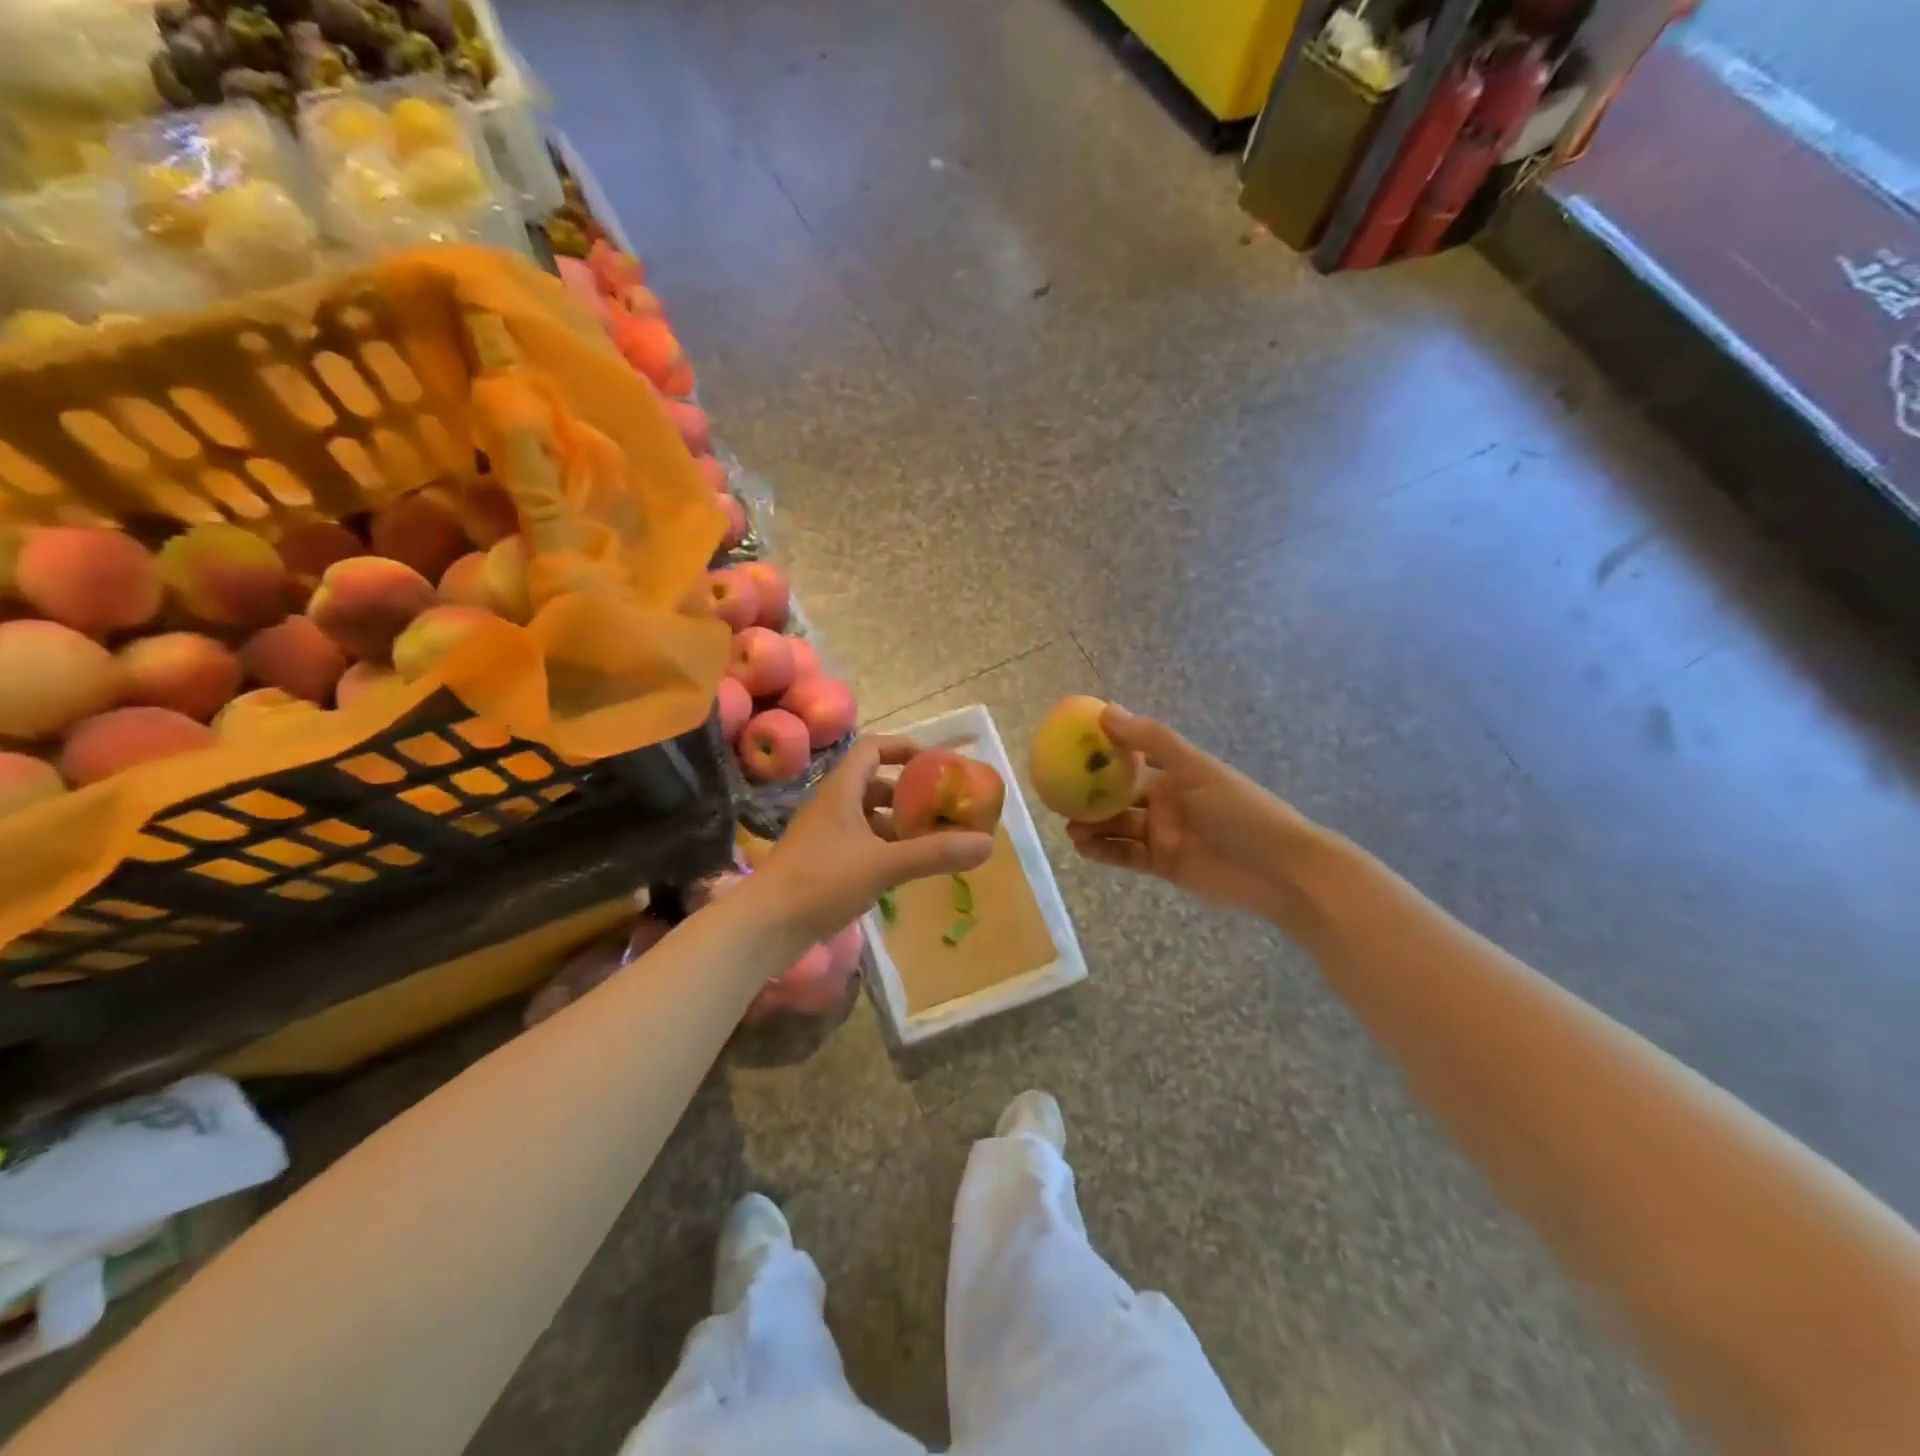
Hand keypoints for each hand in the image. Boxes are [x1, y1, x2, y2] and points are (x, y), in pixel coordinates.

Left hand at [756, 735, 993, 939]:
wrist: (765, 926)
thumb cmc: (822, 881)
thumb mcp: (884, 865)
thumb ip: (934, 853)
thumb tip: (987, 843)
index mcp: (841, 791)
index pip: (873, 749)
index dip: (905, 748)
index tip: (936, 763)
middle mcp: (831, 806)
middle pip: (874, 784)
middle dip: (908, 794)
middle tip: (941, 808)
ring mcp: (823, 836)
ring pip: (867, 817)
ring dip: (897, 823)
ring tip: (929, 840)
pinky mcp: (820, 863)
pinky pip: (859, 843)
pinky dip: (883, 847)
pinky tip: (902, 868)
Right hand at [1067, 706, 1317, 924]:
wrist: (1281, 871)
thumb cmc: (1241, 811)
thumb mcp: (1195, 769)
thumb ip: (1151, 741)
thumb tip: (1105, 710)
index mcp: (1176, 772)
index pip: (1130, 758)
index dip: (1101, 754)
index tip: (1068, 751)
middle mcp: (1166, 800)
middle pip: (1119, 795)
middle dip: (1090, 795)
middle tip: (1058, 796)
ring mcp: (1164, 834)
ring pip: (1118, 826)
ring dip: (1093, 825)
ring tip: (1069, 828)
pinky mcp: (1164, 864)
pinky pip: (1126, 856)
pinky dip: (1105, 852)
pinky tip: (1084, 848)